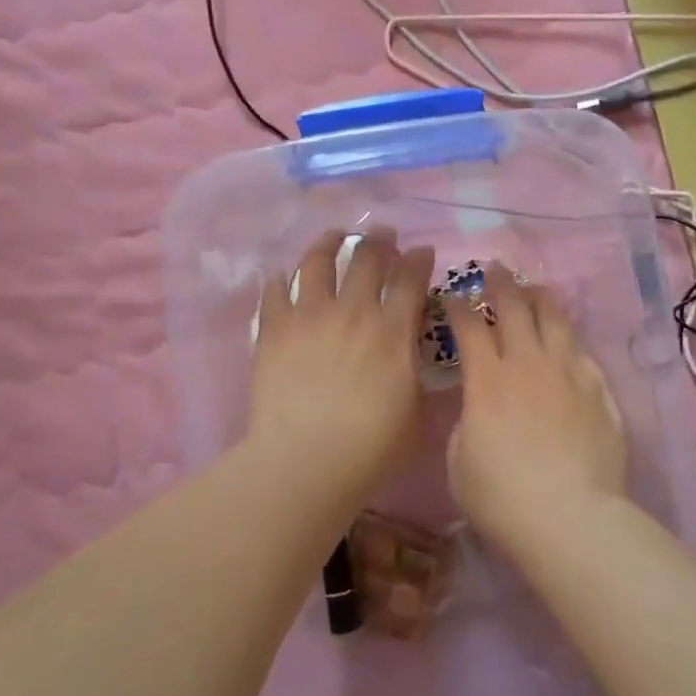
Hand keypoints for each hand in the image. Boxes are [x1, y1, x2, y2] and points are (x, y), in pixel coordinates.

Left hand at [247, 230, 435, 506]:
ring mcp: (309, 317)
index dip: (420, 258)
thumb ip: (419, 379)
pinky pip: (274, 292)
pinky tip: (281, 276)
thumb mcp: (417, 415)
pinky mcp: (273, 331)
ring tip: (334, 237)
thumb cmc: (371, 448)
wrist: (305, 462)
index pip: (411, 278)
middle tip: (383, 233)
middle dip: (380, 239)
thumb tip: (417, 361)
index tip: (422, 250)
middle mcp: (353, 312)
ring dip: (329, 243)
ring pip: (318, 262)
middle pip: (368, 258)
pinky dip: (280, 280)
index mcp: (393, 331)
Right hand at [445, 268, 627, 545]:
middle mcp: (527, 363)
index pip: (470, 326)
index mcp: (487, 379)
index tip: (453, 295)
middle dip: (500, 284)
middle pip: (514, 308)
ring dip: (540, 298)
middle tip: (495, 270)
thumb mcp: (460, 463)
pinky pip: (582, 351)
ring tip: (534, 289)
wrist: (569, 516)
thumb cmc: (502, 496)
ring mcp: (568, 373)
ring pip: (554, 319)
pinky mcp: (598, 390)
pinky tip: (567, 335)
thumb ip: (467, 424)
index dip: (458, 306)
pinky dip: (570, 337)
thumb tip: (479, 410)